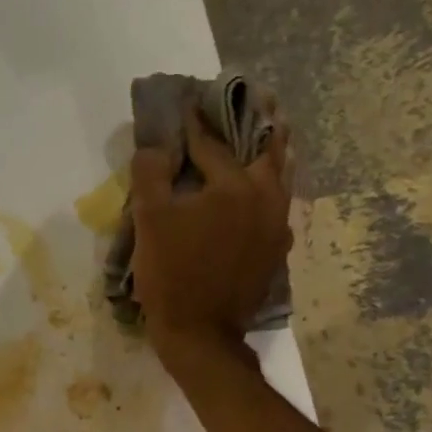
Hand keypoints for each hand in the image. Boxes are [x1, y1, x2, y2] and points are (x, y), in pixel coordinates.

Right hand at [129, 109, 292, 361]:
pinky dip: (271, 187)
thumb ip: (150, 176)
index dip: (196, 126)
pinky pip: (279, 206)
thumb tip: (153, 146)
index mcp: (235, 187)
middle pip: (267, 151)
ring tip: (270, 134)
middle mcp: (266, 199)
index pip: (213, 146)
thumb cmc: (171, 273)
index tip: (188, 106)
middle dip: (260, 124)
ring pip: (281, 178)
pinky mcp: (276, 250)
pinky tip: (262, 190)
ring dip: (273, 153)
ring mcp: (277, 227)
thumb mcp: (150, 221)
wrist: (201, 332)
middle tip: (260, 99)